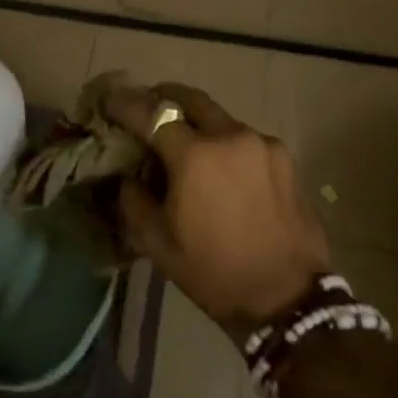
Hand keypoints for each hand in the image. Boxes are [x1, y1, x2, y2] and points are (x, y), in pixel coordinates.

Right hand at [104, 82, 330, 340]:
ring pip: (220, 118)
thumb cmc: (215, 272)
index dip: (125, 104)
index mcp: (195, 156)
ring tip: (187, 146)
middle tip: (148, 109)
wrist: (289, 299)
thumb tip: (129, 176)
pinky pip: (245, 139)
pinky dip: (226, 144)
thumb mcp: (158, 244)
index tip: (109, 101)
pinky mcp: (285, 157)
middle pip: (190, 99)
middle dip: (164, 98)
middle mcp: (231, 136)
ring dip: (198, 124)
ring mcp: (263, 143)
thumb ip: (134, 199)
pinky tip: (223, 170)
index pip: (151, 113)